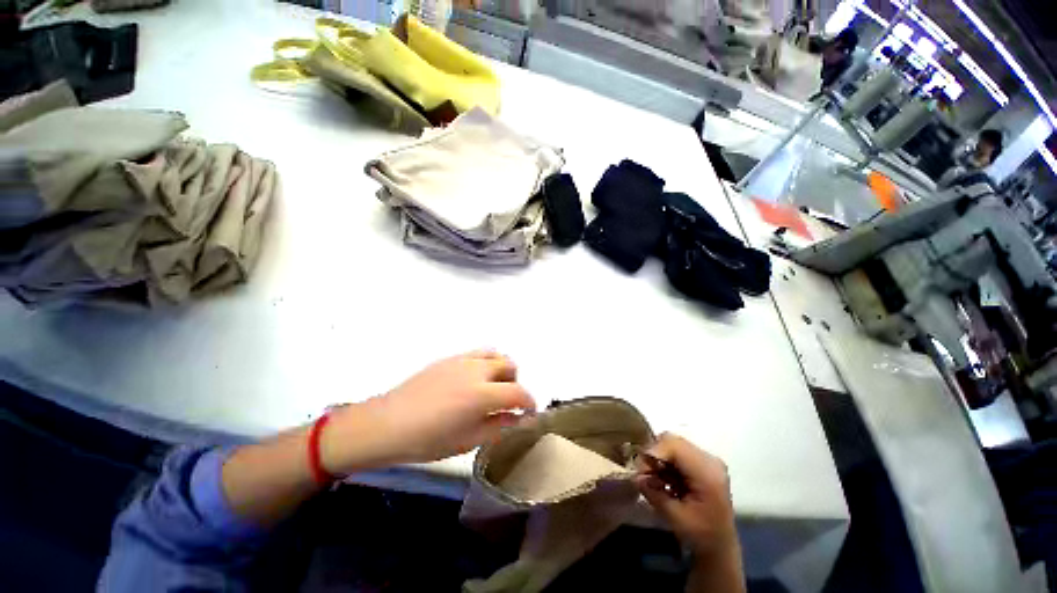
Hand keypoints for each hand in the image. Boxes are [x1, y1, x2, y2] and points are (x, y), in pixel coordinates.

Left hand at [322, 350, 534, 473]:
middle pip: (510, 365)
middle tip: (506, 401)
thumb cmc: (428, 439)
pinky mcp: (449, 358)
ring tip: (491, 386)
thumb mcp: (467, 440)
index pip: (518, 392)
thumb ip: (498, 426)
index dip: (529, 402)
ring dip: (501, 368)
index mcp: (483, 394)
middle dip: (515, 383)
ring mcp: (462, 360)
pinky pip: (476, 354)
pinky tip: (471, 382)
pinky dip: (484, 364)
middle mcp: (477, 370)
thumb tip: (518, 418)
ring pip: (495, 354)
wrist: (388, 424)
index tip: (529, 412)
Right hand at [636, 433, 736, 555]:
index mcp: (707, 473)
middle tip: (646, 474)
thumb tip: (635, 476)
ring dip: (659, 458)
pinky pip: (677, 451)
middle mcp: (709, 460)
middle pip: (672, 440)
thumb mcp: (675, 518)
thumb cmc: (701, 535)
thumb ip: (654, 493)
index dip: (653, 452)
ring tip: (655, 478)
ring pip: (672, 444)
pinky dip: (665, 461)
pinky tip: (665, 478)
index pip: (674, 446)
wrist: (720, 545)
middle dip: (654, 454)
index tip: (641, 469)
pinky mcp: (702, 462)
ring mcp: (707, 459)